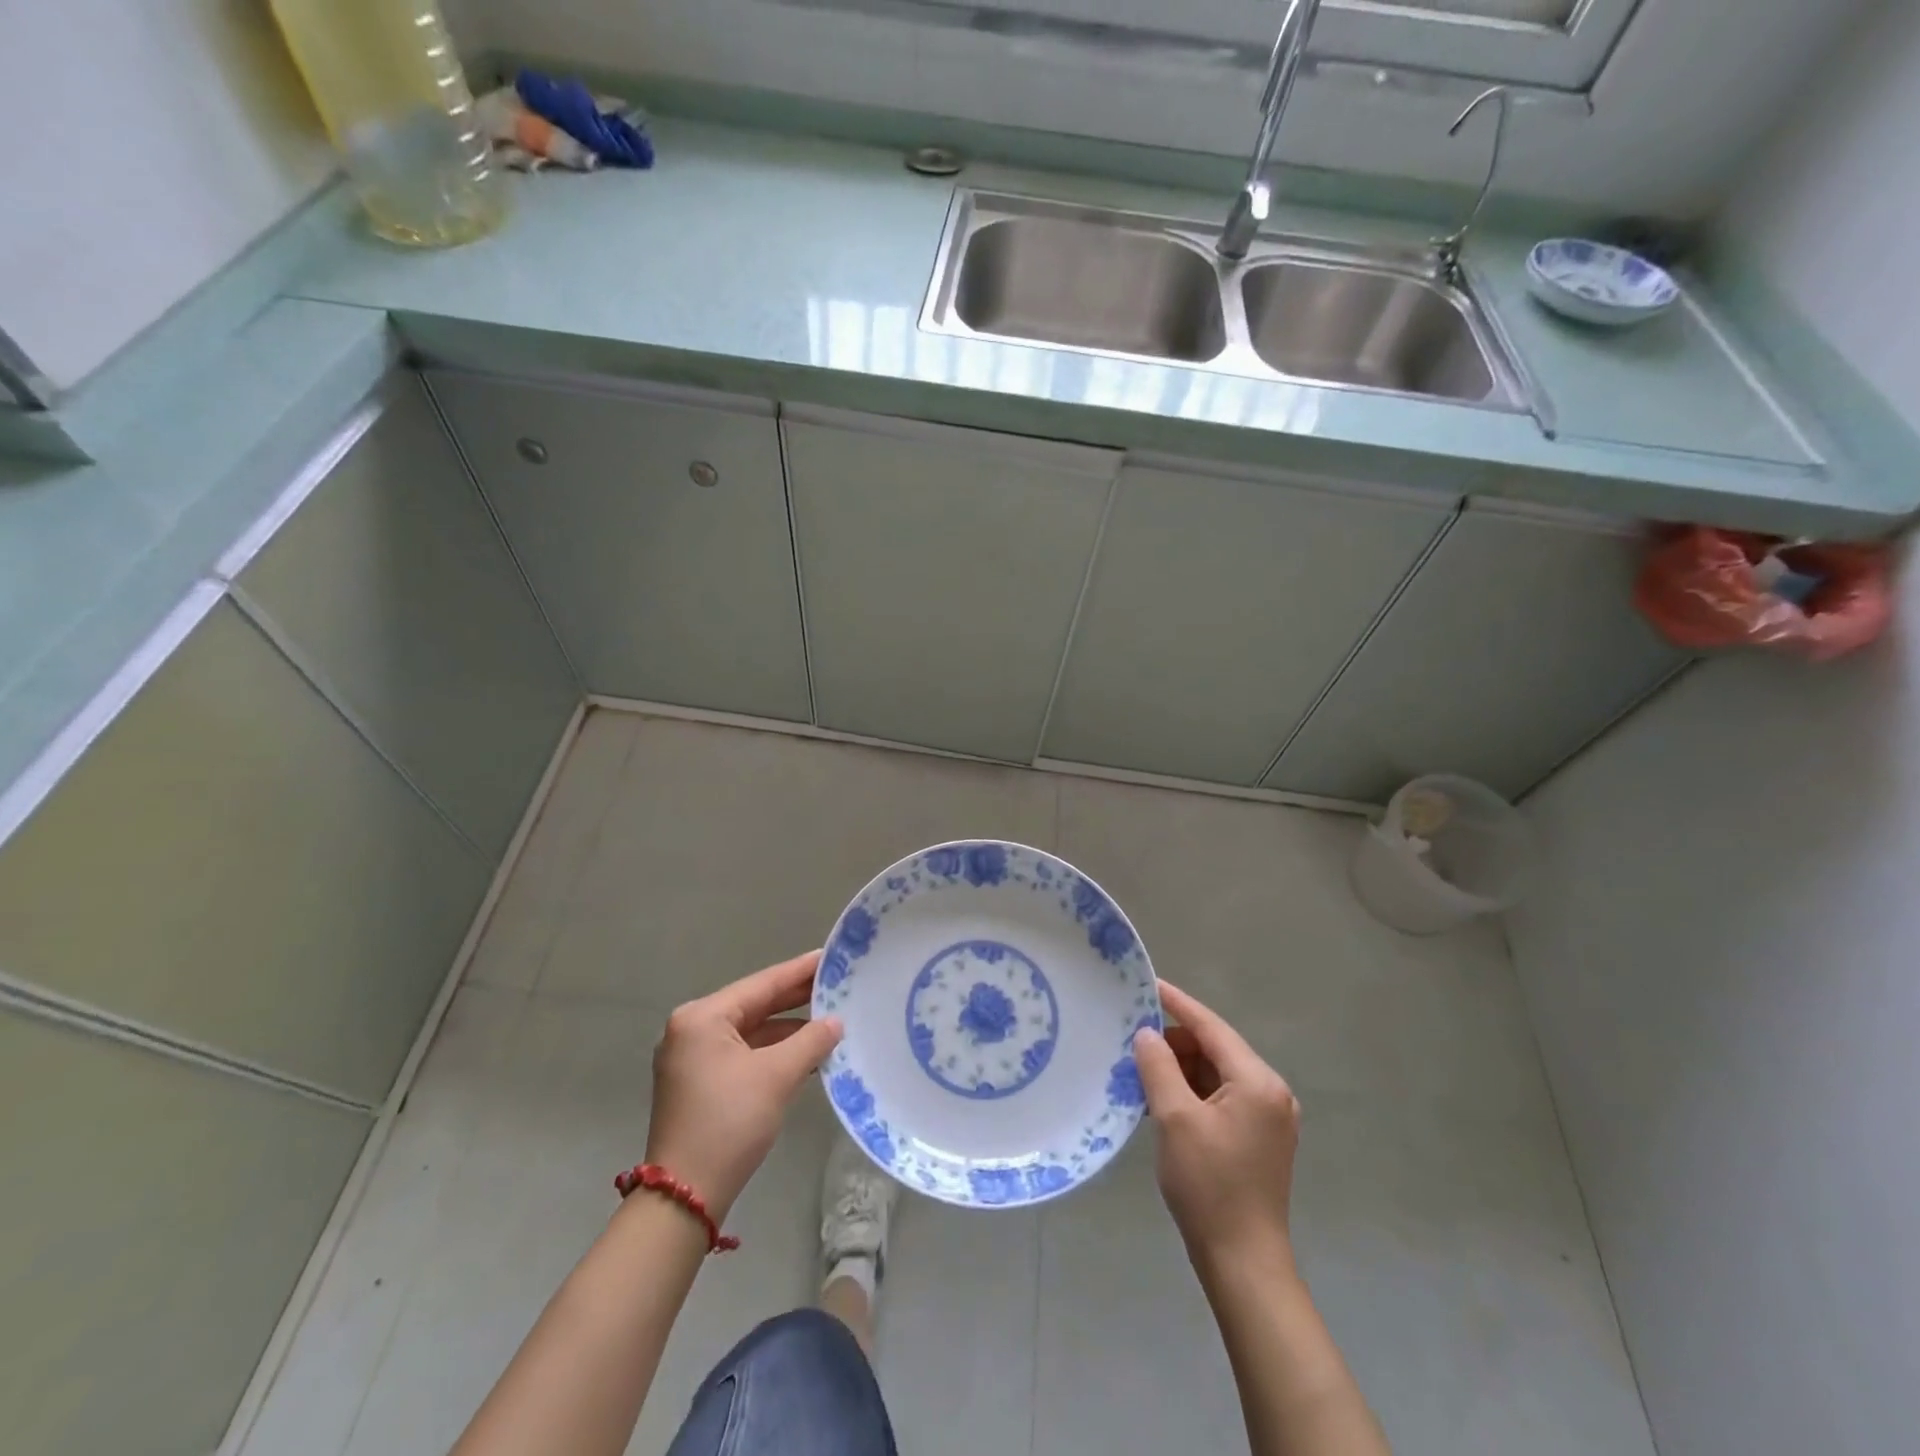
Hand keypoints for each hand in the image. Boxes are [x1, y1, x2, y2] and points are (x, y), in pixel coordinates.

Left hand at [643, 950, 842, 1221]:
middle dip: (796, 998)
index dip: (800, 971)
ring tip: (831, 1017)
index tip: (832, 956)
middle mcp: (692, 1030)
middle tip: (837, 982)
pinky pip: (744, 1053)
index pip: (762, 984)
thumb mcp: (776, 1076)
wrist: (684, 1198)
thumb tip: (836, 1022)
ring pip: (751, 1031)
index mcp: (702, 1018)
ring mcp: (693, 1058)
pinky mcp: (700, 1083)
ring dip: (788, 1028)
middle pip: (755, 1005)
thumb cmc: (728, 1124)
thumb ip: (810, 1041)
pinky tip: (806, 1051)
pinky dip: (774, 1051)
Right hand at [1133, 980, 1300, 1267]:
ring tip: (1141, 1075)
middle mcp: (1270, 1092)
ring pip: (1216, 1074)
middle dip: (1175, 1043)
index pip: (1211, 1027)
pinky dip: (1191, 1093)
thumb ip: (1159, 1067)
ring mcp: (1268, 1117)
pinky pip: (1221, 1097)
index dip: (1177, 1003)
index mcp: (1258, 1082)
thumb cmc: (1209, 1186)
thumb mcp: (1174, 1119)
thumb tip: (1147, 1034)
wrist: (1243, 1263)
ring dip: (1180, 1070)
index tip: (1148, 983)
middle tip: (1133, 1045)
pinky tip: (1162, 1101)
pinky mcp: (1259, 1138)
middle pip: (1215, 1049)